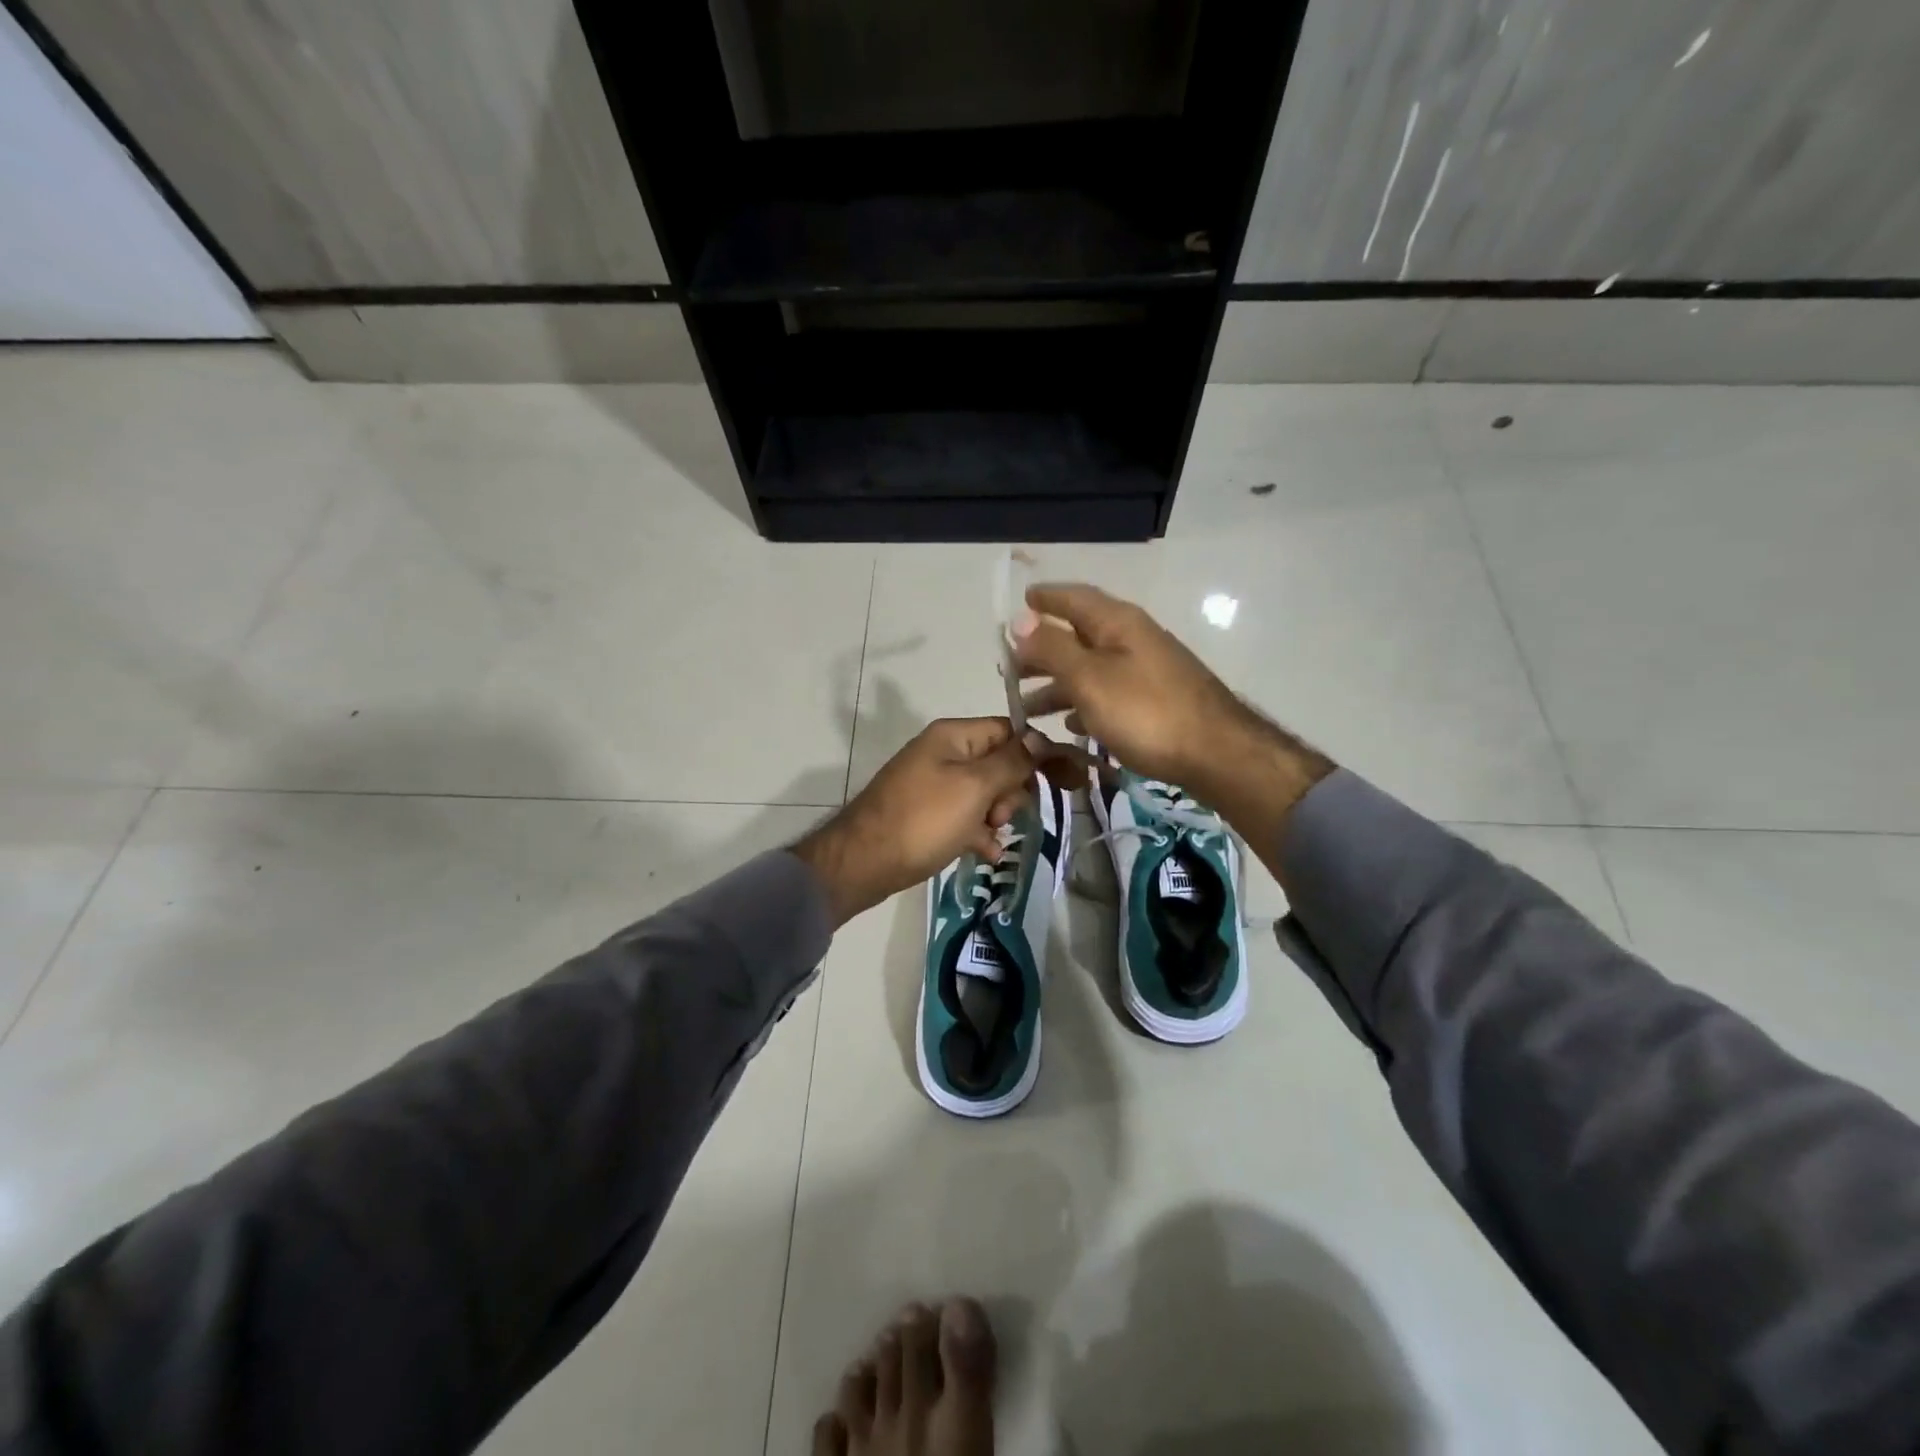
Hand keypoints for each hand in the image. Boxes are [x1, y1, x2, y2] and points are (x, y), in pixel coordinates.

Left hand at [791, 718, 1038, 926]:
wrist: (864, 862)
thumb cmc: (924, 819)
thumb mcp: (974, 787)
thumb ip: (1012, 762)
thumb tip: (1042, 739)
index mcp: (954, 736)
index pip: (1010, 731)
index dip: (1039, 754)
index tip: (1066, 780)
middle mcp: (944, 754)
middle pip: (1000, 763)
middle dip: (1011, 791)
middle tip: (1001, 815)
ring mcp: (935, 785)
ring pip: (986, 794)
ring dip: (997, 815)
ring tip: (990, 836)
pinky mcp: (929, 815)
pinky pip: (966, 817)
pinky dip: (978, 833)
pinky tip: (987, 854)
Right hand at [1011, 584, 1250, 796]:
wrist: (1216, 754)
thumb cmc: (1145, 712)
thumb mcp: (1089, 678)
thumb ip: (1052, 648)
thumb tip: (1019, 619)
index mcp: (1116, 623)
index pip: (1073, 597)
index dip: (1044, 598)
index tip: (1020, 602)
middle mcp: (1132, 639)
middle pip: (1078, 635)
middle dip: (1042, 650)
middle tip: (1009, 669)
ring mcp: (1146, 670)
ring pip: (1090, 669)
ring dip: (1056, 684)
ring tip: (1026, 707)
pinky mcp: (1154, 701)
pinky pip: (1108, 693)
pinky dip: (1083, 703)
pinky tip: (1069, 725)